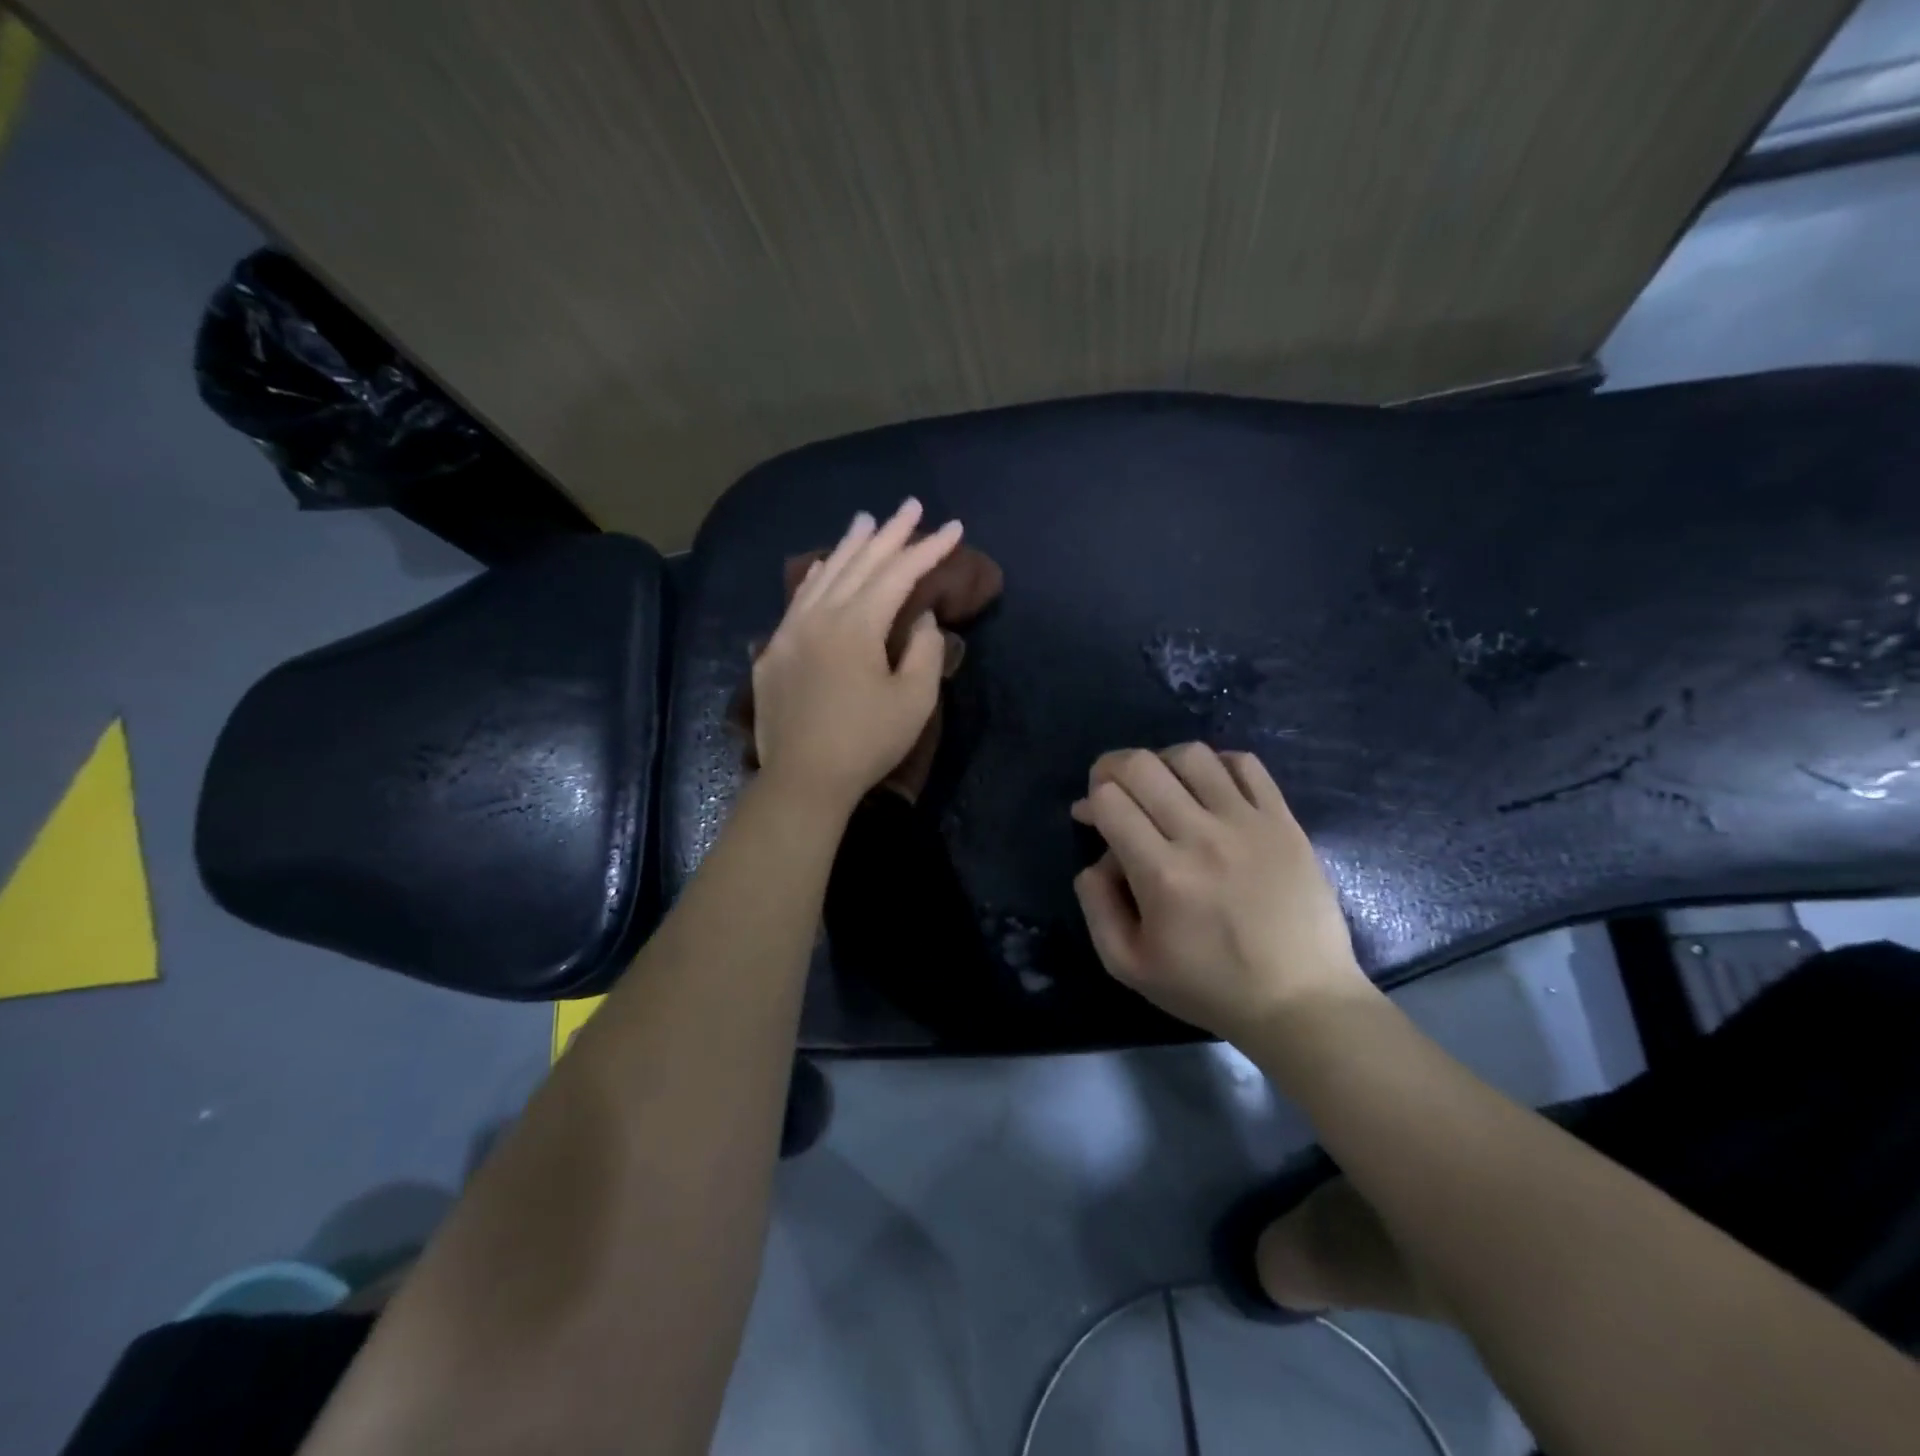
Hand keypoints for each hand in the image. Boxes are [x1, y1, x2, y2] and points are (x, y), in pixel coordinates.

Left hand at [751, 499, 963, 815]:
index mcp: (857, 625)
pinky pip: (799, 600)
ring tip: (867, 520)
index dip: (929, 550)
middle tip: (911, 506)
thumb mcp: (914, 700)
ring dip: (850, 546)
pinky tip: (824, 566)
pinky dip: (817, 578)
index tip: (954, 528)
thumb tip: (922, 618)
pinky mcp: (774, 653)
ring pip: (825, 576)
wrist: (804, 780)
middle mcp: (820, 616)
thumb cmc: (867, 742)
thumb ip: (925, 650)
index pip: (898, 574)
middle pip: (860, 564)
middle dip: (890, 534)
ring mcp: (790, 632)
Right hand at [1070, 744, 1371, 1041]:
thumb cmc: (1209, 987)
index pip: (1110, 800)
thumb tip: (1095, 859)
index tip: (1091, 818)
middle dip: (1112, 768)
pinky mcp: (1283, 821)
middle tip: (1114, 790)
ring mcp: (1248, 824)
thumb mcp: (1128, 966)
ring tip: (1163, 787)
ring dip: (1162, 762)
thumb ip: (1097, 907)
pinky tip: (1209, 788)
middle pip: (1142, 765)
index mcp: (1162, 875)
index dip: (1091, 800)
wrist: (1301, 1001)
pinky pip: (1245, 764)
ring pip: (1192, 755)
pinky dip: (1217, 764)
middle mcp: (1202, 837)